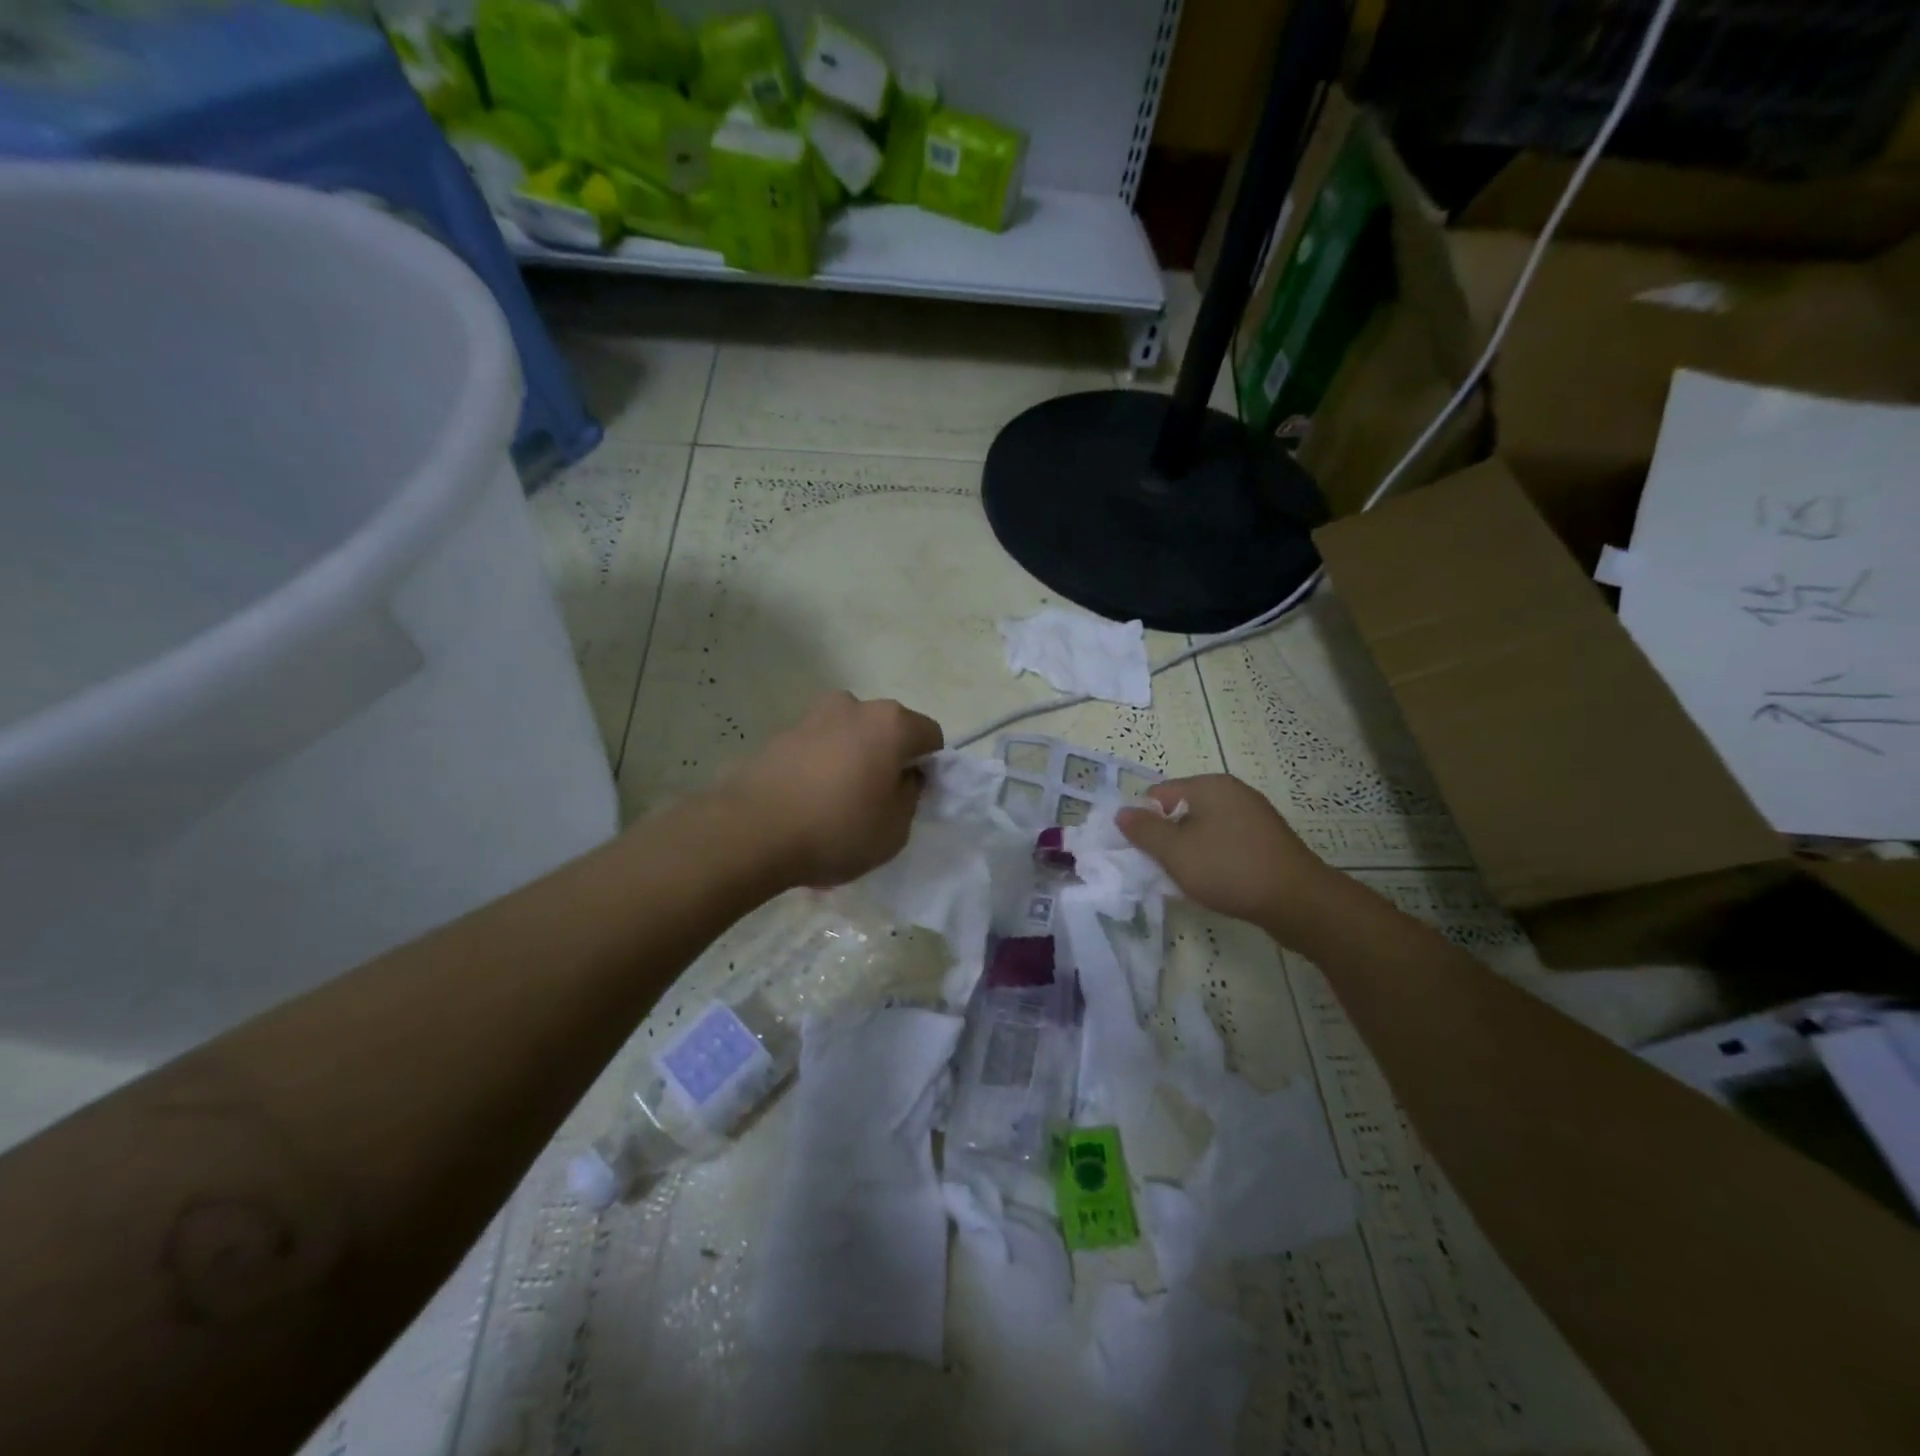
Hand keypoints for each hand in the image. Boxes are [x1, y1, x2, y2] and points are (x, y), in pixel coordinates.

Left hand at [723, 691, 943, 887]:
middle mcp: (853, 706)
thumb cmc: (837, 829)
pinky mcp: (779, 734)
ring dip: (852, 761)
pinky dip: (821, 768)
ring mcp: (812, 716)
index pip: (930, 736)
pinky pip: (817, 749)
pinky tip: (808, 804)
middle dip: (888, 759)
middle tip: (877, 801)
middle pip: (887, 730)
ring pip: (849, 737)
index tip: (914, 798)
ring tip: (836, 805)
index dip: (930, 767)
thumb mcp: (896, 828)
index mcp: (890, 722)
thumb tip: (903, 776)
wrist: (751, 832)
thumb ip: (910, 795)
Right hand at [1116, 774, 1335, 944]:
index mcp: (1209, 785)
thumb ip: (1144, 830)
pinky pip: (1228, 842)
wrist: (1298, 901)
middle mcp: (1233, 792)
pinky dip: (1215, 858)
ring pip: (1205, 829)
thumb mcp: (1175, 852)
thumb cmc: (1229, 869)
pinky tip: (1216, 882)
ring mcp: (1254, 815)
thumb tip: (1121, 812)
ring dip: (1191, 851)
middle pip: (1182, 810)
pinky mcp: (1268, 840)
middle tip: (1164, 868)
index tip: (1143, 853)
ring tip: (1190, 879)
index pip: (1159, 794)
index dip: (1145, 822)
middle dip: (1168, 838)